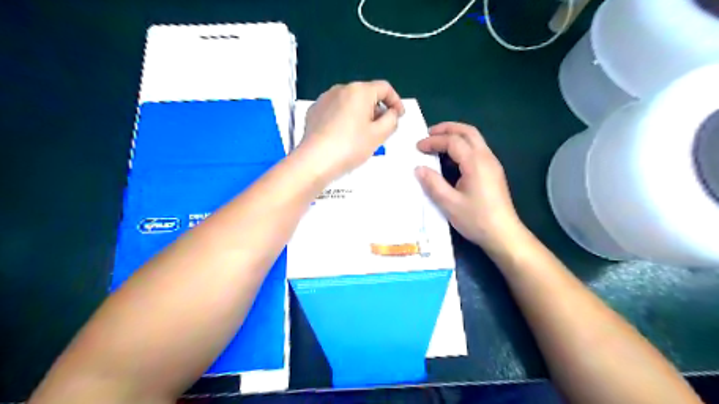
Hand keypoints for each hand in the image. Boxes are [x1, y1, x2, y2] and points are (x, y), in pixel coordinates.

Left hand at [297, 81, 401, 179]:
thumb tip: (391, 113)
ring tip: (362, 134)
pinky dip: (344, 118)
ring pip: (350, 102)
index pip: (384, 88)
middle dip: (377, 109)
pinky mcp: (314, 111)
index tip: (399, 116)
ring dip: (361, 114)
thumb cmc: (350, 147)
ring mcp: (325, 99)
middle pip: (366, 94)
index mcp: (359, 91)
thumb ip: (391, 120)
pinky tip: (344, 135)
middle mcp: (341, 89)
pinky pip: (336, 110)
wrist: (315, 160)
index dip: (396, 101)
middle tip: (382, 129)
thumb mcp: (379, 135)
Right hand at [413, 121, 525, 251]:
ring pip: (474, 139)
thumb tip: (418, 168)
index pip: (453, 141)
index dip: (434, 141)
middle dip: (447, 128)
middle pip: (468, 131)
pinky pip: (477, 149)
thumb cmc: (476, 219)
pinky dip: (462, 145)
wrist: (504, 234)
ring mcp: (492, 164)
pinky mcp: (493, 171)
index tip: (418, 147)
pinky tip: (451, 158)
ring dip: (455, 135)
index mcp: (475, 162)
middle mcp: (486, 157)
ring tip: (437, 142)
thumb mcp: (449, 203)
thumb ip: (433, 183)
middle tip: (428, 133)